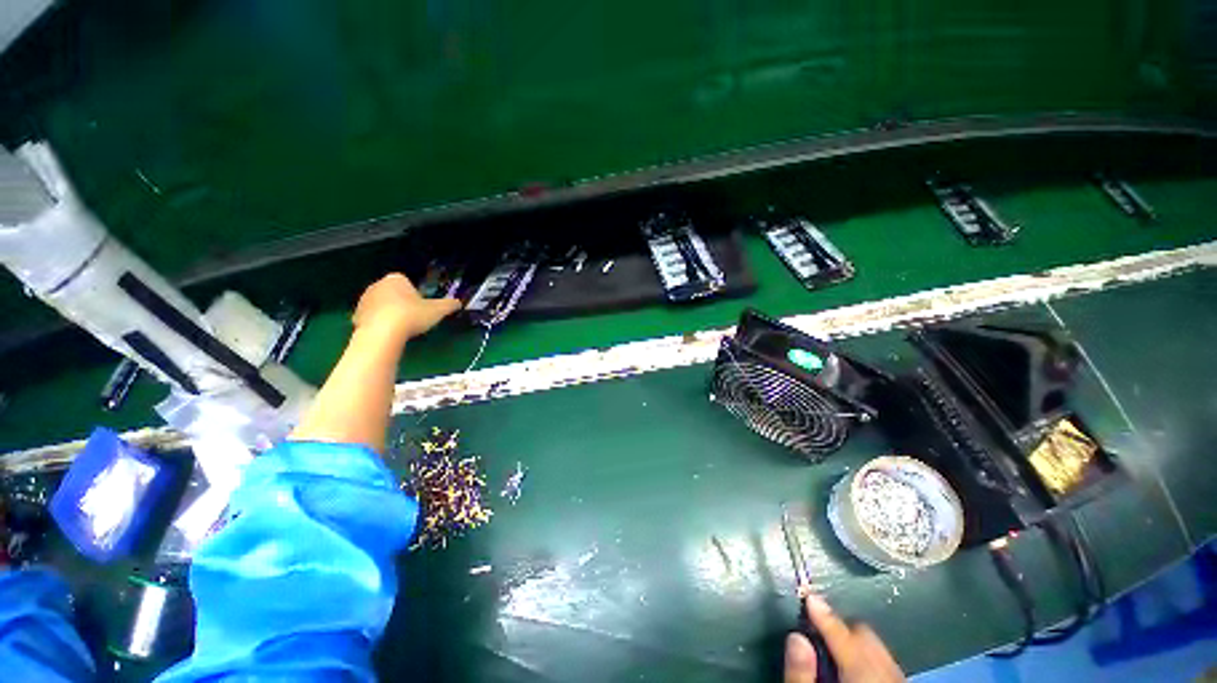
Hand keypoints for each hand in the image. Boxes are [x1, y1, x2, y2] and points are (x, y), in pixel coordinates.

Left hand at [352, 273, 461, 341]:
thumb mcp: (438, 310)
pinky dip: (379, 324)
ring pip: (382, 305)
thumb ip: (449, 305)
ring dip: (390, 313)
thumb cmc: (412, 315)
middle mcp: (377, 285)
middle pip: (393, 293)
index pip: (407, 283)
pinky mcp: (356, 315)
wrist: (383, 333)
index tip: (422, 307)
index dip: (416, 295)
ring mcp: (364, 300)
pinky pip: (372, 318)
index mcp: (396, 279)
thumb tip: (459, 303)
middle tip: (413, 318)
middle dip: (402, 303)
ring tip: (402, 327)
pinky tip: (389, 333)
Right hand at [784, 594, 904, 682]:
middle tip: (817, 624)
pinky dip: (868, 654)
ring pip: (879, 646)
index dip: (822, 610)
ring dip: (855, 639)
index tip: (807, 592)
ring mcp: (898, 677)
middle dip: (841, 624)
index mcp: (863, 670)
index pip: (842, 630)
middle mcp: (888, 669)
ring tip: (833, 643)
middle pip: (865, 633)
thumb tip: (795, 636)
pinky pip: (886, 660)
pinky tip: (853, 662)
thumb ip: (802, 670)